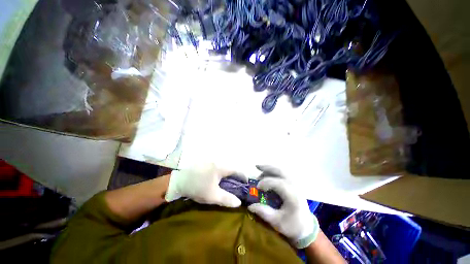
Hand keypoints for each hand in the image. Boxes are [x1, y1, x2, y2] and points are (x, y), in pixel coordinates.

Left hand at [165, 163, 246, 206]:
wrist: (179, 180)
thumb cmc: (197, 187)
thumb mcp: (212, 196)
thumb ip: (227, 199)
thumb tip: (239, 203)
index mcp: (222, 167)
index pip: (238, 170)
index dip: (244, 177)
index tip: (246, 185)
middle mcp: (219, 161)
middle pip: (233, 167)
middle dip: (237, 176)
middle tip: (238, 186)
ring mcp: (213, 160)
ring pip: (226, 166)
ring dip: (230, 174)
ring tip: (230, 183)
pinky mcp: (208, 162)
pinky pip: (220, 166)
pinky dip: (223, 172)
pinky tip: (220, 179)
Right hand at [248, 166, 319, 248]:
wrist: (306, 226)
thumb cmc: (292, 225)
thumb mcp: (277, 222)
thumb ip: (264, 212)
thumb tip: (250, 205)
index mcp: (292, 196)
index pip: (278, 183)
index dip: (266, 182)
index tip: (257, 187)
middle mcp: (295, 186)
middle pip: (280, 171)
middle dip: (267, 168)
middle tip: (256, 166)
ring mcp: (295, 183)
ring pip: (281, 170)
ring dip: (270, 168)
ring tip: (259, 168)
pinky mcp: (293, 183)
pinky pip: (283, 172)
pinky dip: (274, 170)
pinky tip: (267, 172)